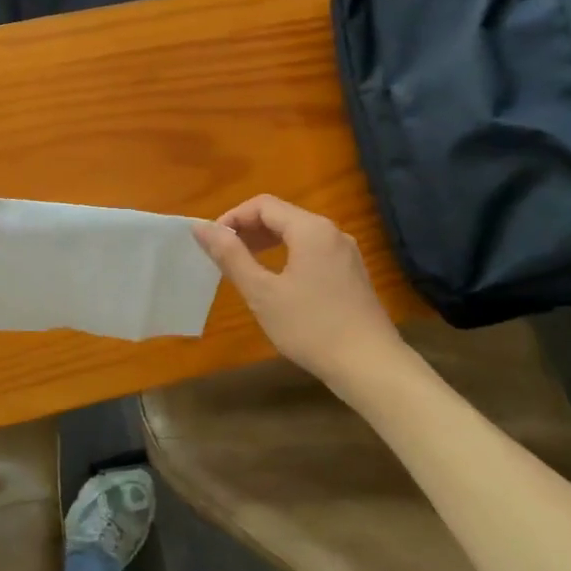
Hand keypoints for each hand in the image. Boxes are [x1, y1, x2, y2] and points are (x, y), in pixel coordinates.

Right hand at [193, 194, 404, 379]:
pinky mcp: (352, 273)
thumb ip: (230, 255)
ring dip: (267, 243)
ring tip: (245, 267)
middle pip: (282, 216)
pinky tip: (277, 282)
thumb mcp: (261, 292)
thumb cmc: (310, 327)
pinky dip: (288, 255)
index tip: (212, 243)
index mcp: (310, 229)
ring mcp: (346, 253)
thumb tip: (201, 227)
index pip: (263, 205)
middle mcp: (332, 232)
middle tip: (223, 256)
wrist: (370, 366)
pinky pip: (313, 250)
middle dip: (248, 230)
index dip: (232, 218)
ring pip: (298, 234)